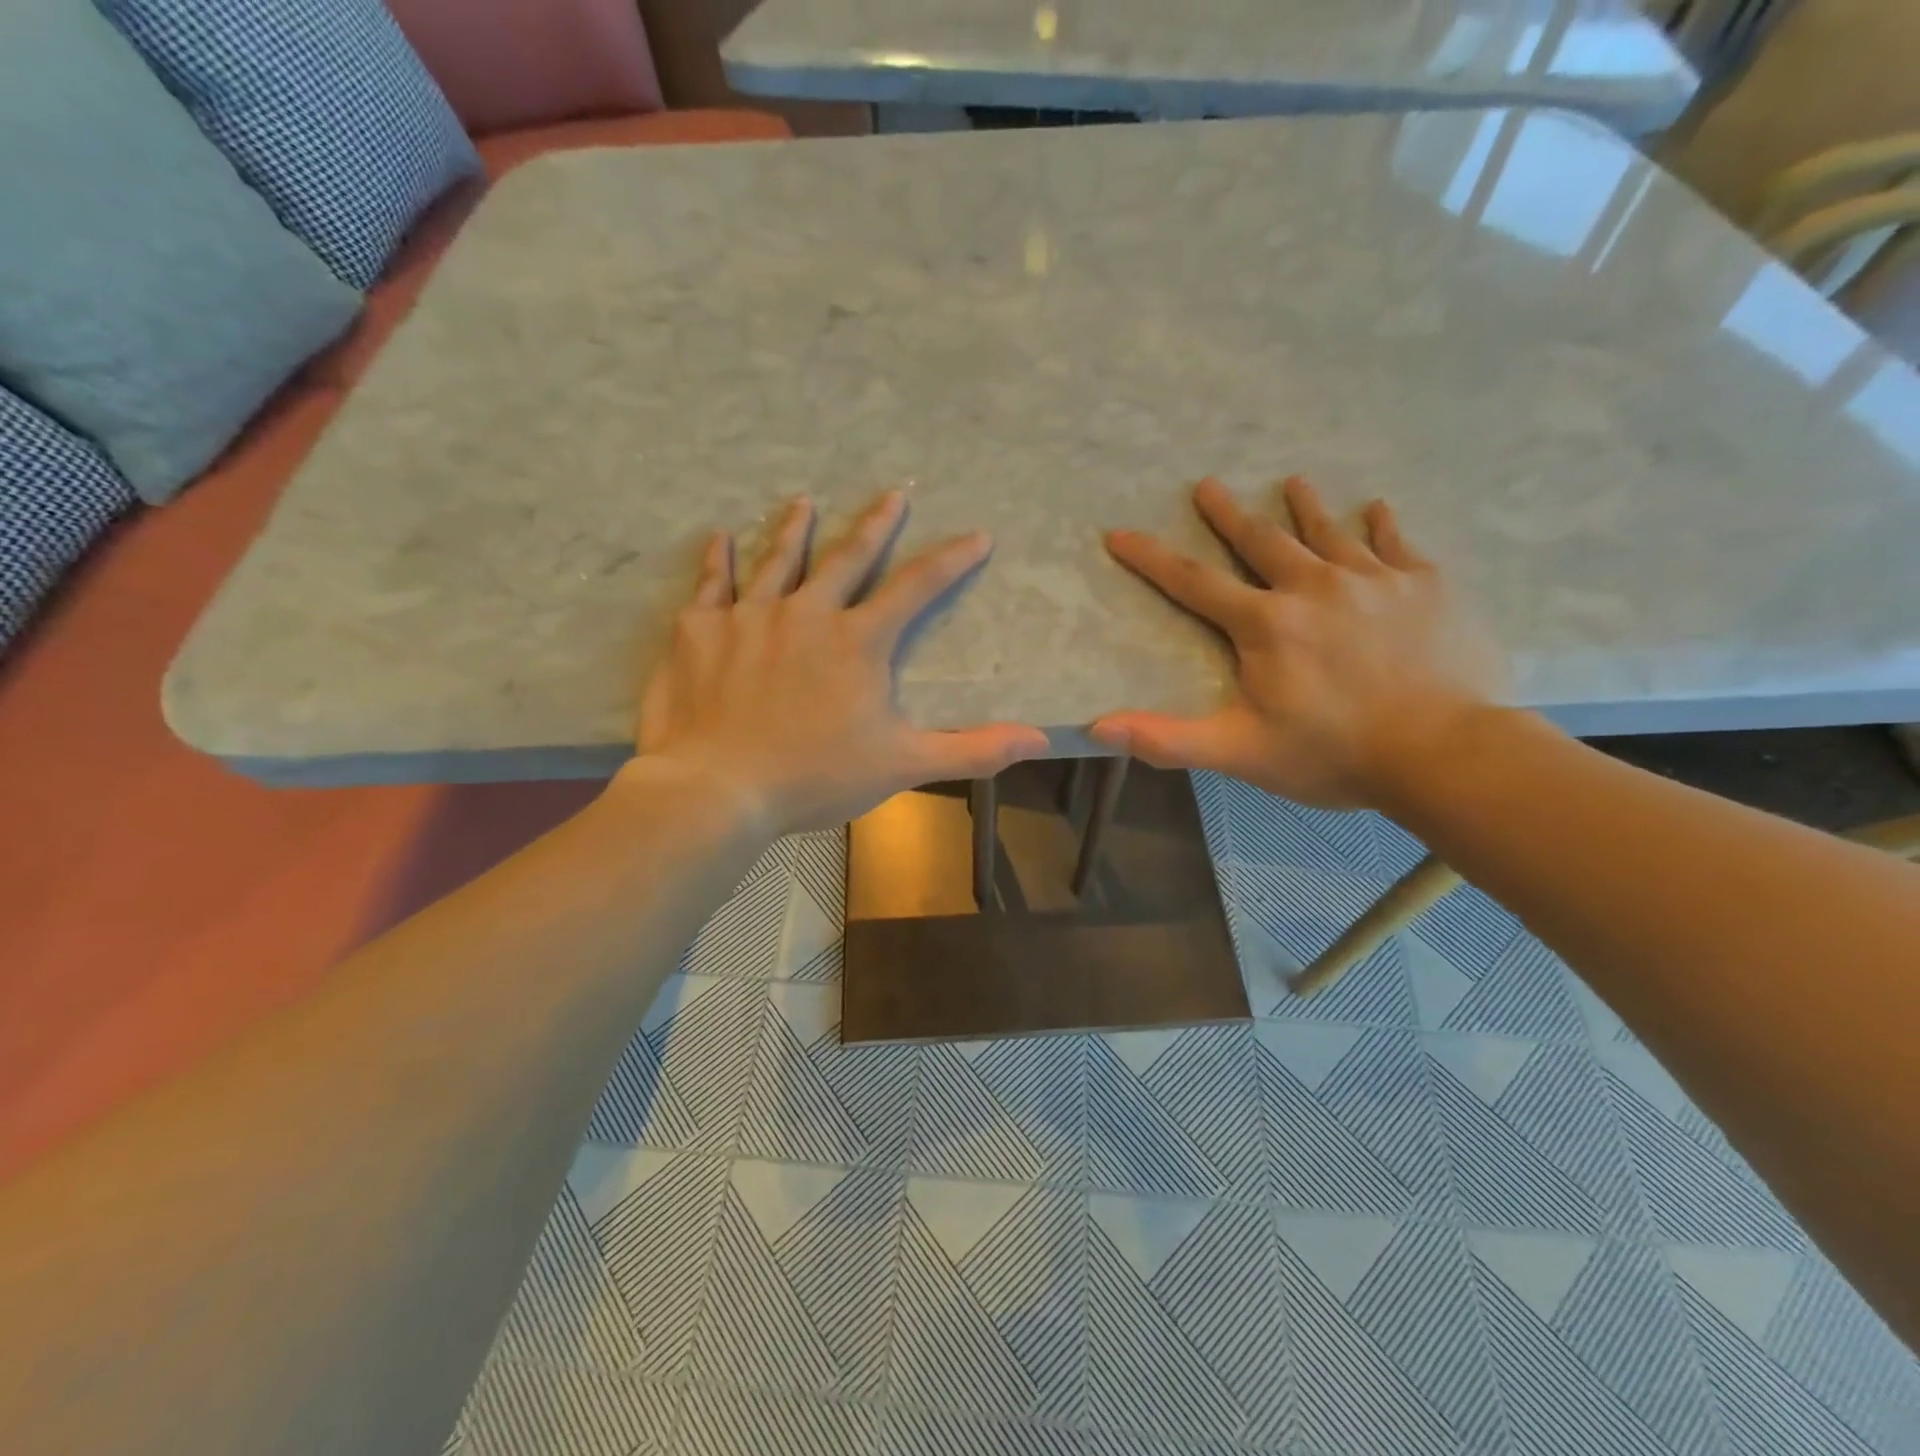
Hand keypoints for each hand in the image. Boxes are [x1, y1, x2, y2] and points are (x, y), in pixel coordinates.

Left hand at [627, 491, 1048, 836]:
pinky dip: (717, 559)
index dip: (952, 560)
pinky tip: (720, 537)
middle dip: (877, 524)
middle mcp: (806, 613)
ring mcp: (749, 616)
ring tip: (803, 500)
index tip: (977, 535)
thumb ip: (972, 750)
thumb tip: (1040, 739)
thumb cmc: (814, 777)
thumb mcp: (903, 765)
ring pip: (778, 559)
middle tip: (894, 493)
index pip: (917, 588)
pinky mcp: (699, 630)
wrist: (718, 789)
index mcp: (858, 641)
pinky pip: (710, 584)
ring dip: (794, 527)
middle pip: (848, 557)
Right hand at [1092, 476, 1504, 808]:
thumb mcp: (1239, 752)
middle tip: (1207, 484)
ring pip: (1328, 532)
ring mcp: (1372, 580)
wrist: (1443, 752)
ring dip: (1304, 506)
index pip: (1193, 582)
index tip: (1120, 532)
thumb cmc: (1332, 753)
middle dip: (1227, 513)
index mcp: (1265, 624)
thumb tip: (1099, 728)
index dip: (1151, 558)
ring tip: (1292, 481)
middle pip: (1261, 540)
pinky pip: (1396, 544)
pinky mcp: (1424, 586)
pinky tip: (1377, 509)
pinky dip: (1382, 525)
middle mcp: (1312, 587)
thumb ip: (1168, 739)